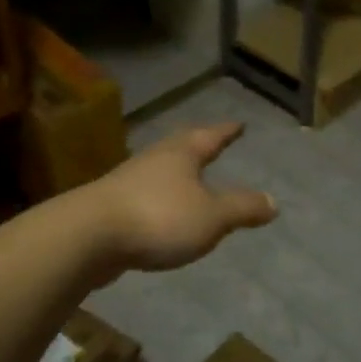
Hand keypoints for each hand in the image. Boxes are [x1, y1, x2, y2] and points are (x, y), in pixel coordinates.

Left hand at [83, 122, 276, 277]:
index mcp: (181, 154)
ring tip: (188, 177)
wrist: (87, 237)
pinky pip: (143, 196)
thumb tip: (273, 201)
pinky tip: (160, 212)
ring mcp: (127, 182)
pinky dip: (159, 199)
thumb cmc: (158, 218)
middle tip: (211, 141)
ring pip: (159, 170)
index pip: (210, 136)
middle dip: (198, 145)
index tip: (239, 124)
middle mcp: (153, 160)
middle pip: (180, 146)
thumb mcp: (212, 217)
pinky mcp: (109, 207)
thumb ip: (242, 208)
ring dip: (175, 172)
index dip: (226, 131)